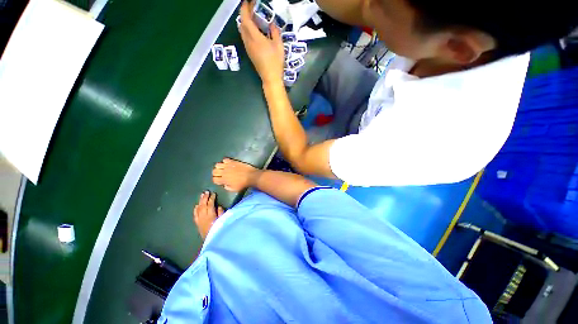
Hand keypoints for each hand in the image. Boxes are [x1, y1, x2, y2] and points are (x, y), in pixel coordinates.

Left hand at [193, 191, 224, 239]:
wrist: (212, 241)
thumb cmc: (220, 229)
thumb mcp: (223, 220)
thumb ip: (221, 212)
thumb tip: (218, 206)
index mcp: (211, 215)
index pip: (210, 204)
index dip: (212, 198)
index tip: (214, 193)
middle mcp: (203, 216)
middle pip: (203, 205)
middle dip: (205, 198)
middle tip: (206, 191)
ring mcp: (199, 220)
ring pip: (198, 208)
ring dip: (200, 201)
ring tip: (202, 195)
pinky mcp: (197, 224)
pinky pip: (195, 214)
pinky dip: (195, 209)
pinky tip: (196, 205)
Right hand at [212, 158, 261, 191]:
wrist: (251, 176)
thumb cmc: (243, 184)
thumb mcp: (234, 189)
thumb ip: (227, 187)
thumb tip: (224, 184)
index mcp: (224, 180)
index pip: (214, 179)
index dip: (216, 180)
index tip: (220, 180)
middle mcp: (224, 172)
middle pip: (214, 171)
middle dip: (216, 173)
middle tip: (220, 174)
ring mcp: (228, 166)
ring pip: (217, 164)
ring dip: (219, 167)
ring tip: (223, 168)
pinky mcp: (233, 161)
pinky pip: (225, 159)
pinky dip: (225, 161)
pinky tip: (228, 164)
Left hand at [238, 0, 284, 83]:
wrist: (270, 78)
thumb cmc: (275, 62)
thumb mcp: (279, 45)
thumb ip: (275, 32)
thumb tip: (272, 25)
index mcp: (255, 38)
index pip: (245, 19)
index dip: (244, 9)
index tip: (247, 2)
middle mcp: (248, 42)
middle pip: (242, 24)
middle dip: (245, 14)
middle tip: (252, 9)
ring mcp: (248, 48)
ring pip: (243, 32)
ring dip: (246, 23)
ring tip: (253, 19)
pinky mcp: (250, 54)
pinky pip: (245, 38)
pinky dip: (247, 31)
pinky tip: (254, 31)